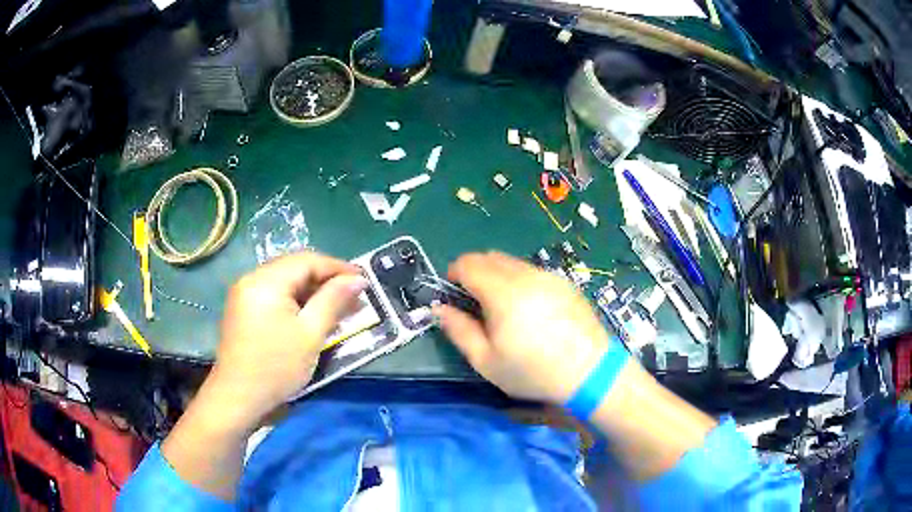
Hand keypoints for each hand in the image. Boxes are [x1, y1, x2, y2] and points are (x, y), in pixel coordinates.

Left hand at [210, 251, 366, 424]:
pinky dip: (294, 300)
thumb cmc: (276, 367)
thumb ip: (333, 301)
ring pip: (284, 281)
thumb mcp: (310, 334)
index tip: (364, 281)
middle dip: (325, 278)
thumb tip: (358, 279)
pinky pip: (273, 294)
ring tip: (335, 306)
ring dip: (311, 290)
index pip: (307, 260)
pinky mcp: (242, 309)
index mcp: (266, 280)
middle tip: (352, 296)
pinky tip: (308, 315)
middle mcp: (251, 278)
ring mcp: (244, 293)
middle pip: (294, 267)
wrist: (238, 398)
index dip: (338, 267)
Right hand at [434, 252, 610, 404]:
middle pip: (490, 257)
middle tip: (473, 300)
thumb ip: (459, 331)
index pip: (469, 263)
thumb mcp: (487, 361)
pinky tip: (529, 308)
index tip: (452, 292)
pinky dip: (520, 280)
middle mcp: (526, 275)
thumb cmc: (533, 371)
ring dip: (498, 274)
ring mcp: (549, 276)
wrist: (590, 372)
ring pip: (513, 262)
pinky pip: (533, 271)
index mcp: (503, 292)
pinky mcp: (565, 283)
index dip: (454, 272)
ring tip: (502, 306)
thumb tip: (441, 308)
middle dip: (474, 271)